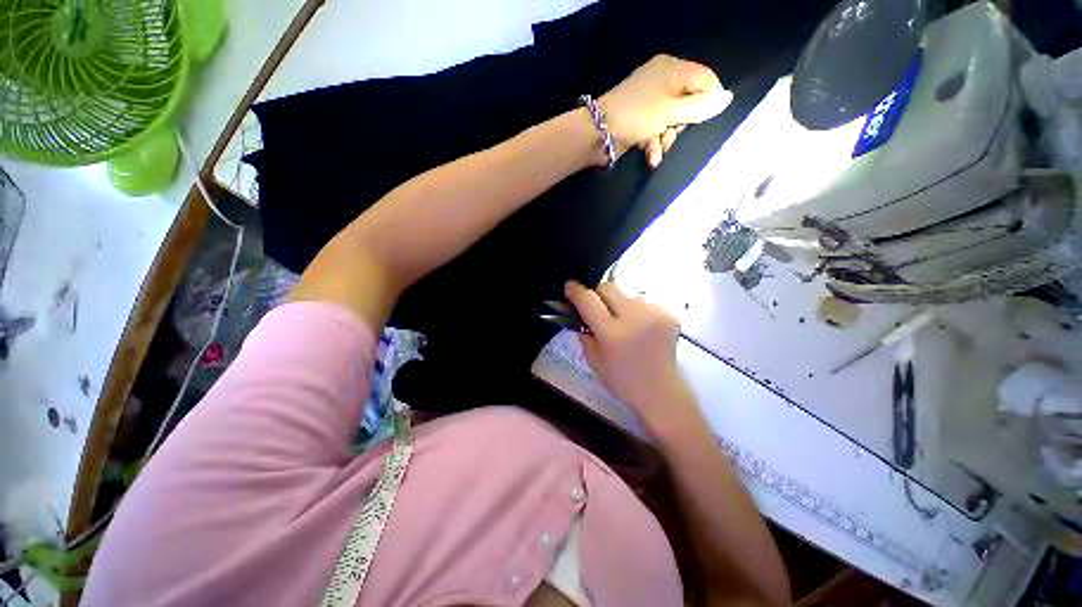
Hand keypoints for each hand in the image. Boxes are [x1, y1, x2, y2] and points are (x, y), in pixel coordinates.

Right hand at [564, 280, 695, 429]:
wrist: (660, 390)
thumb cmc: (624, 382)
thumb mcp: (595, 363)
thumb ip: (585, 337)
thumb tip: (580, 317)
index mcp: (612, 333)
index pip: (589, 300)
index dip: (576, 291)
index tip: (570, 287)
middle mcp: (634, 317)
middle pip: (609, 287)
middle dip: (600, 295)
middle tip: (599, 310)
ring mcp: (654, 313)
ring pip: (629, 296)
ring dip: (623, 306)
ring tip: (628, 327)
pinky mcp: (669, 314)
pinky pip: (647, 304)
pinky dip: (641, 314)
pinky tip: (644, 332)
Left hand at [600, 55, 731, 167]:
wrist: (597, 132)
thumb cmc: (638, 116)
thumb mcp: (675, 111)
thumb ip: (704, 104)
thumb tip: (728, 96)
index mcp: (672, 67)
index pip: (707, 79)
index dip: (709, 100)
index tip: (700, 116)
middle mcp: (664, 76)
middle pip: (694, 100)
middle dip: (685, 123)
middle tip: (674, 131)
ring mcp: (653, 93)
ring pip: (678, 116)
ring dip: (670, 136)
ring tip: (660, 145)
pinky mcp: (645, 110)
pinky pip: (663, 123)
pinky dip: (659, 139)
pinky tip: (652, 152)